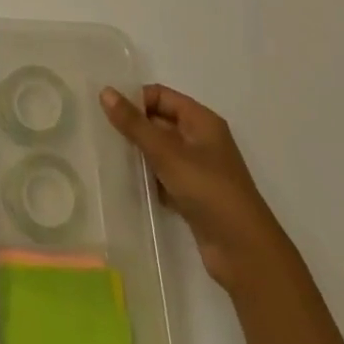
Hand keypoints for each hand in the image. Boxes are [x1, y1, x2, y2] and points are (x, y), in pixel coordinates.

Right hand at [100, 84, 291, 293]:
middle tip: (100, 131)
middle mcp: (201, 140)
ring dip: (138, 153)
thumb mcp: (167, 153)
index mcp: (201, 121)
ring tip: (106, 154)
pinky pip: (163, 176)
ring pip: (160, 151)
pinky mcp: (193, 195)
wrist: (244, 252)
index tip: (105, 110)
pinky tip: (125, 182)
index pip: (161, 95)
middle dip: (133, 126)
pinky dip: (147, 177)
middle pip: (159, 122)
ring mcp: (198, 169)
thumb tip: (105, 91)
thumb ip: (134, 124)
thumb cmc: (208, 190)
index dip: (135, 99)